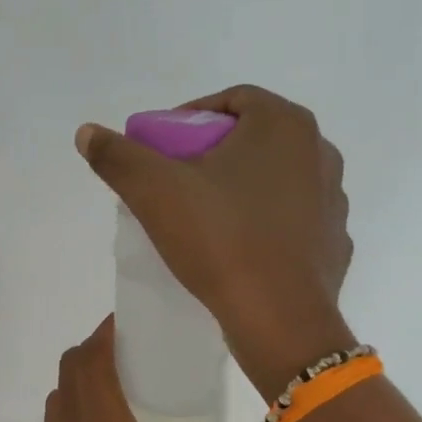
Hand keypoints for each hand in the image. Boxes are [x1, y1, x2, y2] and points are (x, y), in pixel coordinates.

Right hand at [76, 85, 355, 398]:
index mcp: (285, 125)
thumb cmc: (221, 241)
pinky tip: (240, 248)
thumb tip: (87, 133)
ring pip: (277, 180)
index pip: (232, 100)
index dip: (189, 119)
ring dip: (242, 188)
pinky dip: (266, 224)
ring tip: (206, 218)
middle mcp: (320, 153)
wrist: (280, 320)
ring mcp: (334, 200)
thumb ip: (117, 156)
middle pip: (255, 139)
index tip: (162, 149)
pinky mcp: (335, 243)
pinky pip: (293, 220)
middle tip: (177, 182)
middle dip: (213, 154)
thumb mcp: (154, 192)